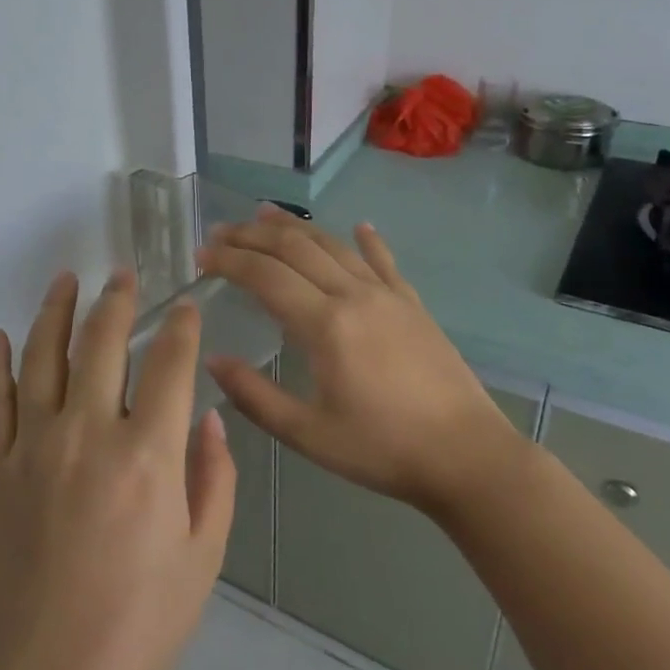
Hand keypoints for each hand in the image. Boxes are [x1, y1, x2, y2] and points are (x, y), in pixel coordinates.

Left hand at [0, 269, 236, 669]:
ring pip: (42, 356)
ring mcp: (33, 448)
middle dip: (117, 301)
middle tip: (123, 275)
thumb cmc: (139, 627)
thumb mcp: (204, 558)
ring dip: (55, 311)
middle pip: (102, 344)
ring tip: (66, 279)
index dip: (179, 327)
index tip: (185, 306)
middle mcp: (88, 435)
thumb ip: (213, 479)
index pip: (168, 365)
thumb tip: (209, 419)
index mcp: (148, 456)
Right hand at [199, 211, 521, 520]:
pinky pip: (383, 261)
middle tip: (221, 232)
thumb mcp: (308, 435)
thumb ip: (255, 396)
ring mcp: (386, 295)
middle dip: (252, 235)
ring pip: (333, 245)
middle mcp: (352, 295)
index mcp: (324, 325)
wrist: (468, 456)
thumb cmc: (382, 450)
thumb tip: (213, 360)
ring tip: (264, 214)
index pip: (264, 275)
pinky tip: (359, 226)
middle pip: (294, 248)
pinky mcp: (412, 304)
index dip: (229, 260)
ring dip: (295, 227)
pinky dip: (366, 240)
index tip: (201, 256)